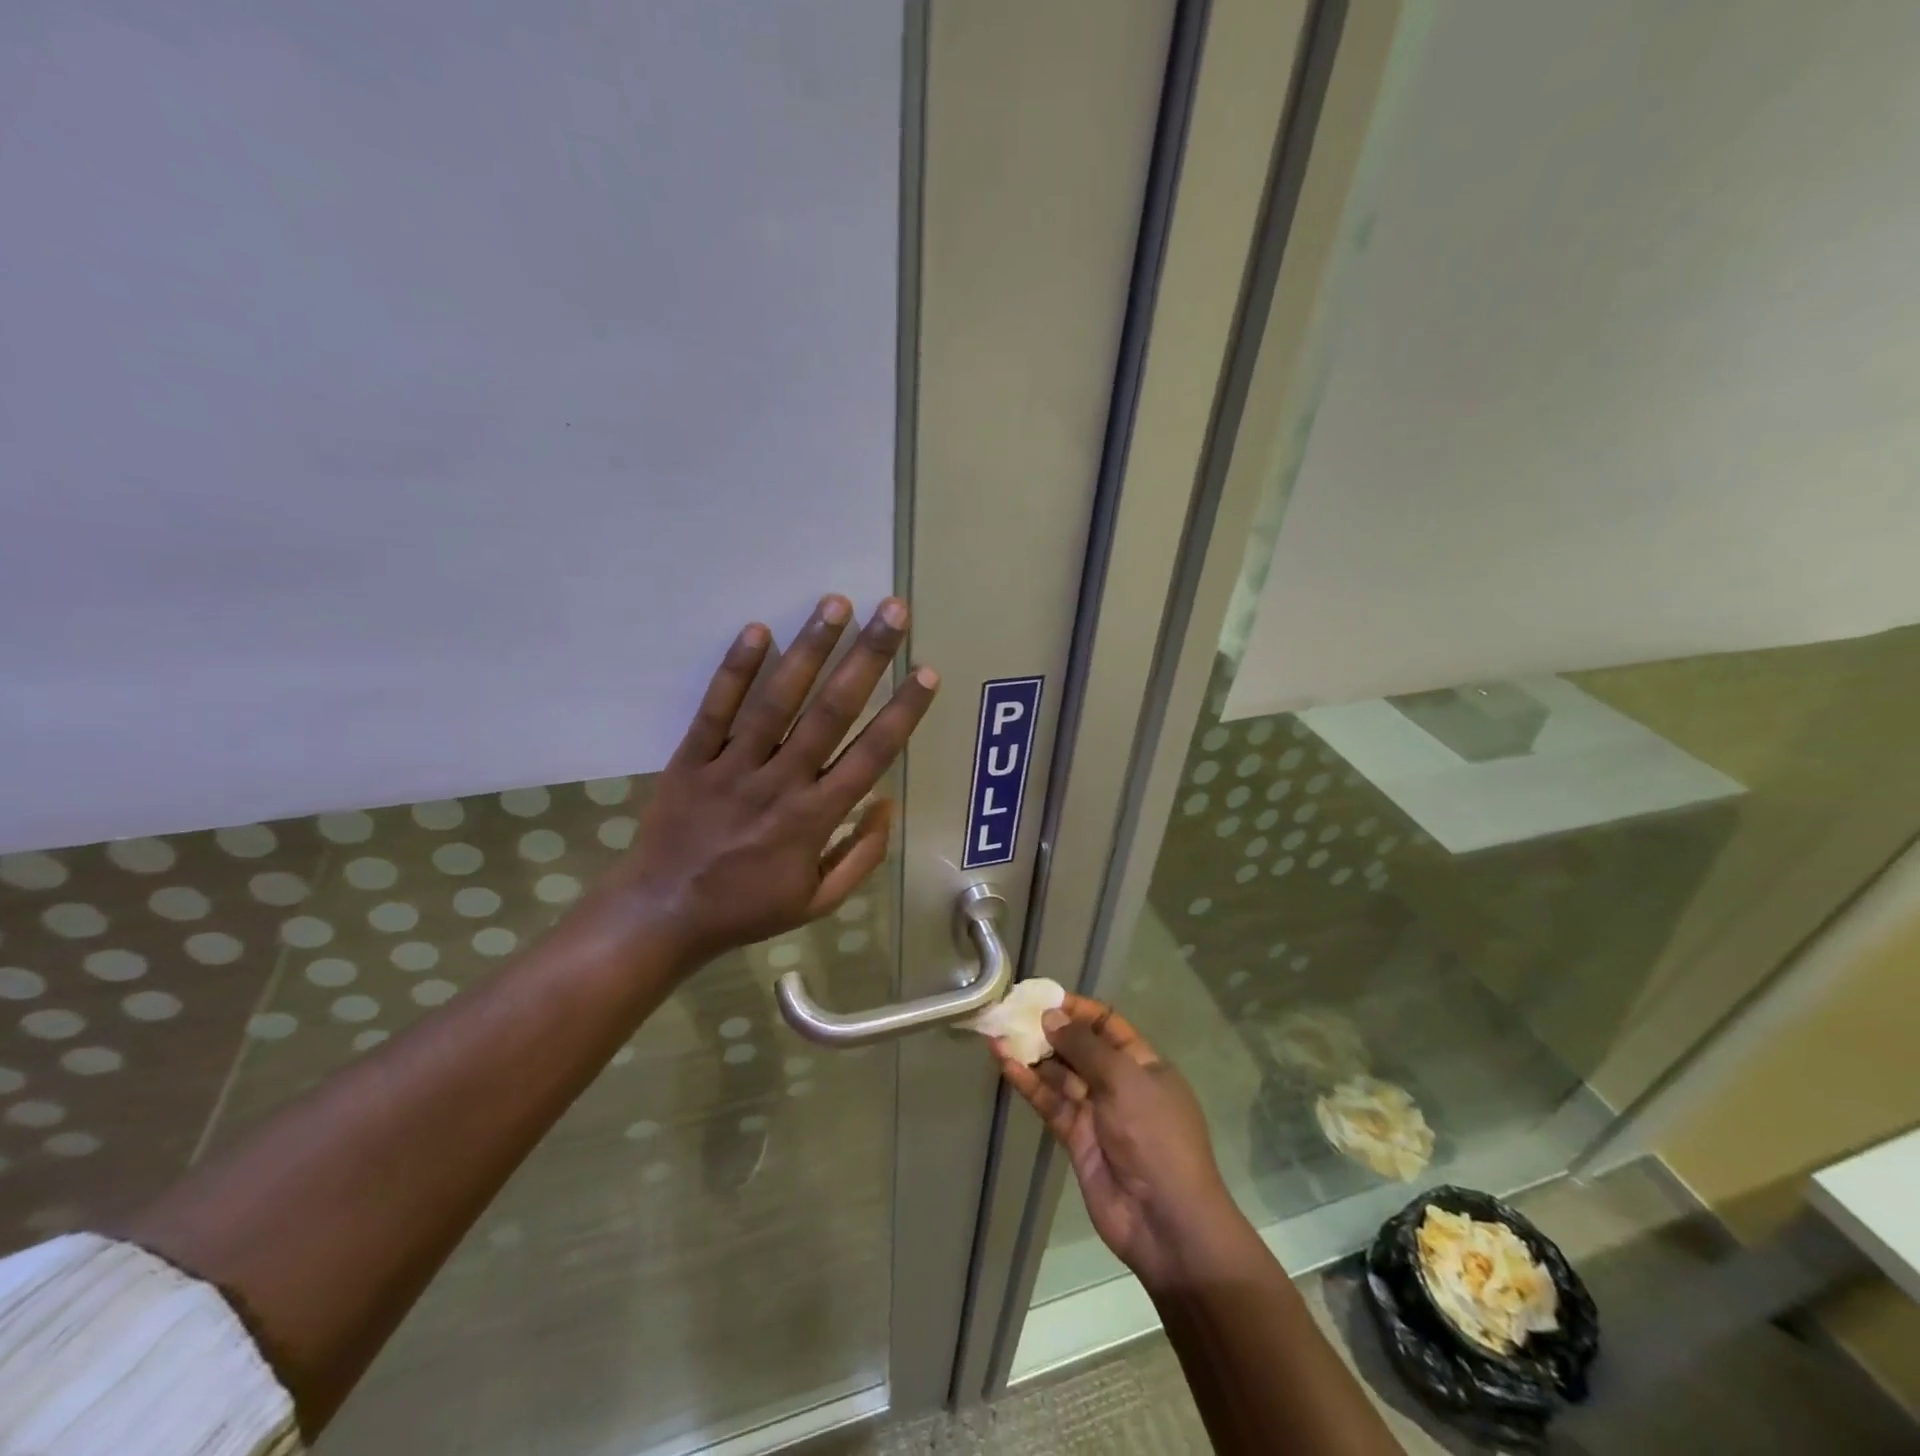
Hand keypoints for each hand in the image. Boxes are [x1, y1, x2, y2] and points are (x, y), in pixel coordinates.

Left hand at [583, 594, 937, 972]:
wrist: (662, 915)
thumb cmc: (747, 909)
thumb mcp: (818, 902)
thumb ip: (861, 856)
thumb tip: (886, 804)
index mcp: (815, 818)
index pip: (870, 754)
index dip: (903, 711)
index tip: (926, 672)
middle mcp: (780, 783)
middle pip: (831, 712)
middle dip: (866, 658)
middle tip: (892, 611)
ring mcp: (733, 767)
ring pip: (777, 701)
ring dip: (809, 649)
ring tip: (835, 604)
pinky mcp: (691, 759)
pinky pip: (716, 709)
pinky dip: (736, 670)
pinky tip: (757, 630)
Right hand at [994, 995, 1248, 1291]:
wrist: (1165, 1221)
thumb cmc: (1155, 1137)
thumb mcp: (1124, 1080)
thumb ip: (1084, 1047)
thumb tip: (1051, 1017)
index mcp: (1144, 1064)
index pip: (1107, 1025)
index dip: (1078, 1010)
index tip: (1043, 998)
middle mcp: (1120, 1084)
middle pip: (1080, 1048)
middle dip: (1049, 1031)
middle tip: (1012, 1013)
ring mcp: (1097, 1112)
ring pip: (1060, 1075)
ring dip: (1032, 1055)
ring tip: (998, 1033)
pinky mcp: (1076, 1138)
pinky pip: (1050, 1103)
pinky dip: (1029, 1084)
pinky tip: (1006, 1064)